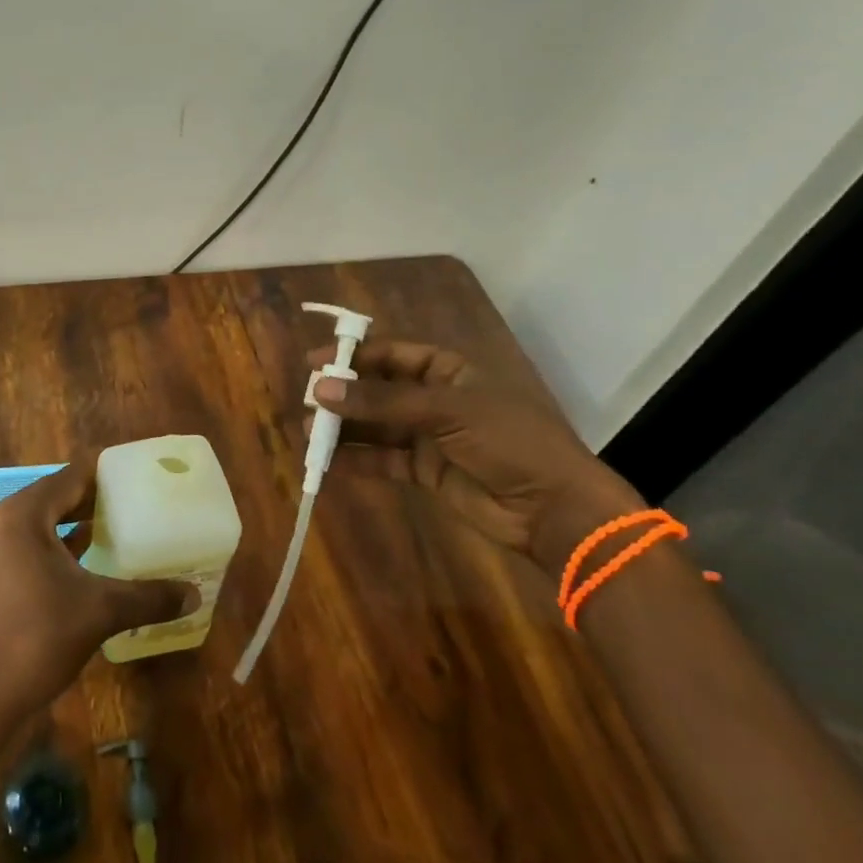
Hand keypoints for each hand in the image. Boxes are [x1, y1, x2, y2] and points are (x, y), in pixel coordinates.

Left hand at [0, 464, 192, 727]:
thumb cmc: (39, 640)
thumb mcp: (100, 612)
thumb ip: (148, 597)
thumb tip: (194, 595)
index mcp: (20, 514)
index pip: (70, 477)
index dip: (105, 473)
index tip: (137, 472)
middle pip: (53, 494)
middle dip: (92, 498)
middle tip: (135, 499)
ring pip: (39, 518)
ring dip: (73, 520)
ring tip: (117, 522)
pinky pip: (25, 538)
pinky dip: (53, 540)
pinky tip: (86, 551)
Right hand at [307, 338, 641, 569]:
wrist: (555, 509)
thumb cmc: (508, 441)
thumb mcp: (445, 411)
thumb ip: (381, 402)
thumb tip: (321, 389)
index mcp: (449, 371)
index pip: (392, 354)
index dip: (354, 356)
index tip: (314, 363)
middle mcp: (436, 399)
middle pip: (379, 390)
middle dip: (344, 395)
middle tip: (308, 400)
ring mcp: (431, 436)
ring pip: (377, 426)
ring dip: (345, 428)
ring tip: (309, 431)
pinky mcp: (427, 471)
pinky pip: (384, 460)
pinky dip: (357, 461)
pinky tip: (329, 463)